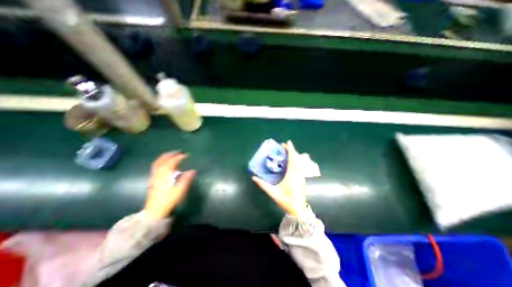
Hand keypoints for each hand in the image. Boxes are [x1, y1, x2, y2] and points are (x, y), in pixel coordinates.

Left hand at [144, 152, 196, 219]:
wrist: (155, 211)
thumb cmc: (168, 200)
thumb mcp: (180, 191)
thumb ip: (186, 180)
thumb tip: (193, 170)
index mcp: (165, 175)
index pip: (172, 162)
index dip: (179, 157)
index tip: (186, 155)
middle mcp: (158, 174)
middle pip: (162, 160)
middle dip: (171, 154)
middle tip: (179, 151)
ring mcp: (154, 177)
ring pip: (157, 163)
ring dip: (165, 157)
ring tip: (172, 154)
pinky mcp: (153, 180)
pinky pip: (155, 167)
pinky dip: (160, 161)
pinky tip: (164, 163)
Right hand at [252, 140, 302, 215]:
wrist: (298, 210)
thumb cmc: (286, 201)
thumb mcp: (273, 193)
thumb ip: (263, 185)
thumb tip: (254, 177)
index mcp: (291, 176)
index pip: (292, 159)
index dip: (290, 150)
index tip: (288, 142)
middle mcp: (298, 174)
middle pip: (296, 158)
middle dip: (291, 150)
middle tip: (284, 146)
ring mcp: (301, 176)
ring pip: (299, 162)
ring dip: (294, 155)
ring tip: (287, 151)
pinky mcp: (302, 179)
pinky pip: (299, 166)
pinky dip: (295, 160)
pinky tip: (290, 161)